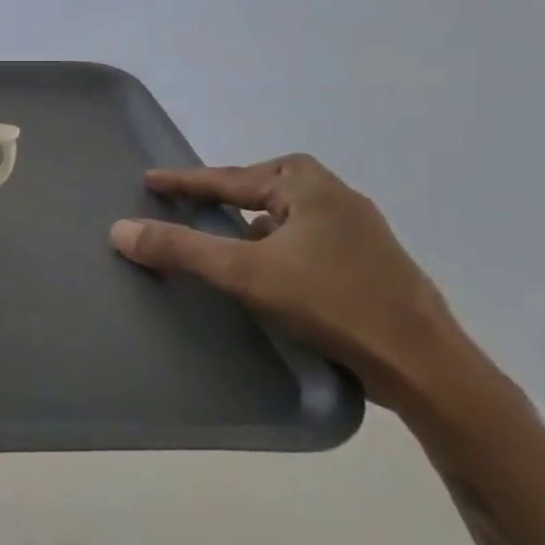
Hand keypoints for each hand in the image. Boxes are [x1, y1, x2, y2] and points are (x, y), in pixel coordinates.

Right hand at [110, 154, 476, 408]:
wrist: (425, 366)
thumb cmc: (331, 303)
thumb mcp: (244, 272)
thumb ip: (181, 248)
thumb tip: (119, 229)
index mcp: (308, 186)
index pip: (229, 178)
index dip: (185, 181)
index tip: (149, 179)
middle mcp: (336, 198)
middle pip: (265, 186)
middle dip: (228, 193)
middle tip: (193, 203)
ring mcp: (359, 232)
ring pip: (288, 215)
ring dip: (255, 221)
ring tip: (226, 237)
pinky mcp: (370, 265)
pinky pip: (306, 239)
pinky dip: (278, 245)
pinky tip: (269, 270)